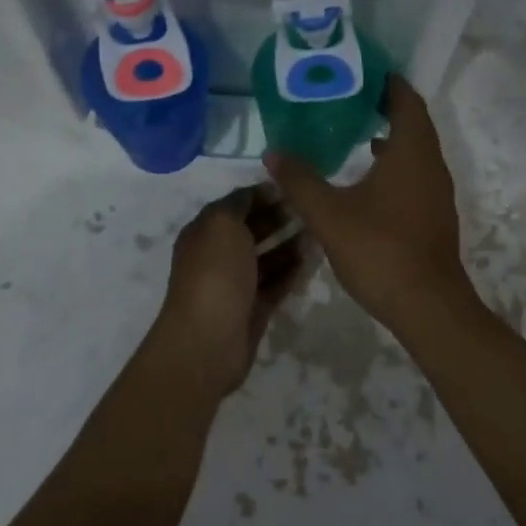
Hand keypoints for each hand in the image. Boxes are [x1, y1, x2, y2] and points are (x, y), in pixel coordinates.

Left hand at [150, 188, 305, 397]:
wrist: (208, 340)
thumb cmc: (214, 273)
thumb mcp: (222, 224)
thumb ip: (239, 203)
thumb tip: (256, 193)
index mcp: (204, 232)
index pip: (236, 204)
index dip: (262, 194)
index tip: (294, 186)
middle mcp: (218, 255)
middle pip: (252, 230)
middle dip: (279, 217)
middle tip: (311, 208)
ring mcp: (236, 284)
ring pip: (268, 257)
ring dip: (290, 243)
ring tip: (320, 231)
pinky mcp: (254, 308)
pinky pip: (277, 282)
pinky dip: (293, 270)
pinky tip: (315, 258)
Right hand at [264, 76, 470, 330]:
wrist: (428, 306)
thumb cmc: (380, 250)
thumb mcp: (330, 214)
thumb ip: (300, 181)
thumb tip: (272, 153)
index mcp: (412, 152)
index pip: (406, 101)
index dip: (388, 82)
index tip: (363, 70)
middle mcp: (430, 165)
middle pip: (413, 123)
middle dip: (385, 106)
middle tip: (348, 97)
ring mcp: (436, 192)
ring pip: (415, 151)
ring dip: (390, 137)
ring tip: (352, 131)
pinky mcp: (433, 215)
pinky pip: (414, 174)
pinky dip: (394, 164)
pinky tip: (366, 179)